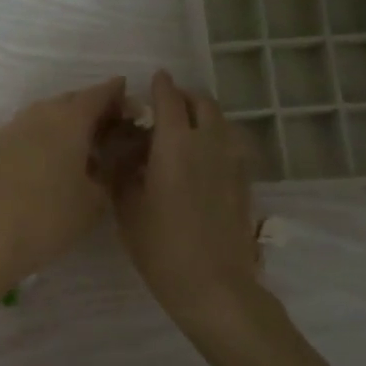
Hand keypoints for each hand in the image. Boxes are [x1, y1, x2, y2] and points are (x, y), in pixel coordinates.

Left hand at [0, 78, 125, 283]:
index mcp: (70, 120)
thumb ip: (111, 168)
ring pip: (47, 112)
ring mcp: (14, 127)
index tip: (129, 98)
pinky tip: (53, 155)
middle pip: (72, 100)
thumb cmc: (52, 218)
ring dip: (67, 119)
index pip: (99, 94)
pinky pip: (29, 128)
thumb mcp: (96, 198)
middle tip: (110, 125)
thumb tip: (114, 154)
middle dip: (92, 107)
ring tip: (83, 141)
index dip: (116, 93)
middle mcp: (41, 114)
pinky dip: (46, 133)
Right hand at [111, 71, 258, 325]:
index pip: (169, 99)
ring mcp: (232, 161)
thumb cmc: (160, 246)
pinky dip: (217, 137)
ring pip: (221, 121)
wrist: (213, 285)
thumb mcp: (126, 208)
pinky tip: (203, 157)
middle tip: (165, 107)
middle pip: (202, 103)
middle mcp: (208, 143)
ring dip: (203, 115)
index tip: (152, 80)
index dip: (160, 86)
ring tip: (184, 130)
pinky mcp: (244, 181)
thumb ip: (122, 171)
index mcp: (175, 144)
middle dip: (183, 97)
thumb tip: (120, 150)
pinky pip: (232, 143)